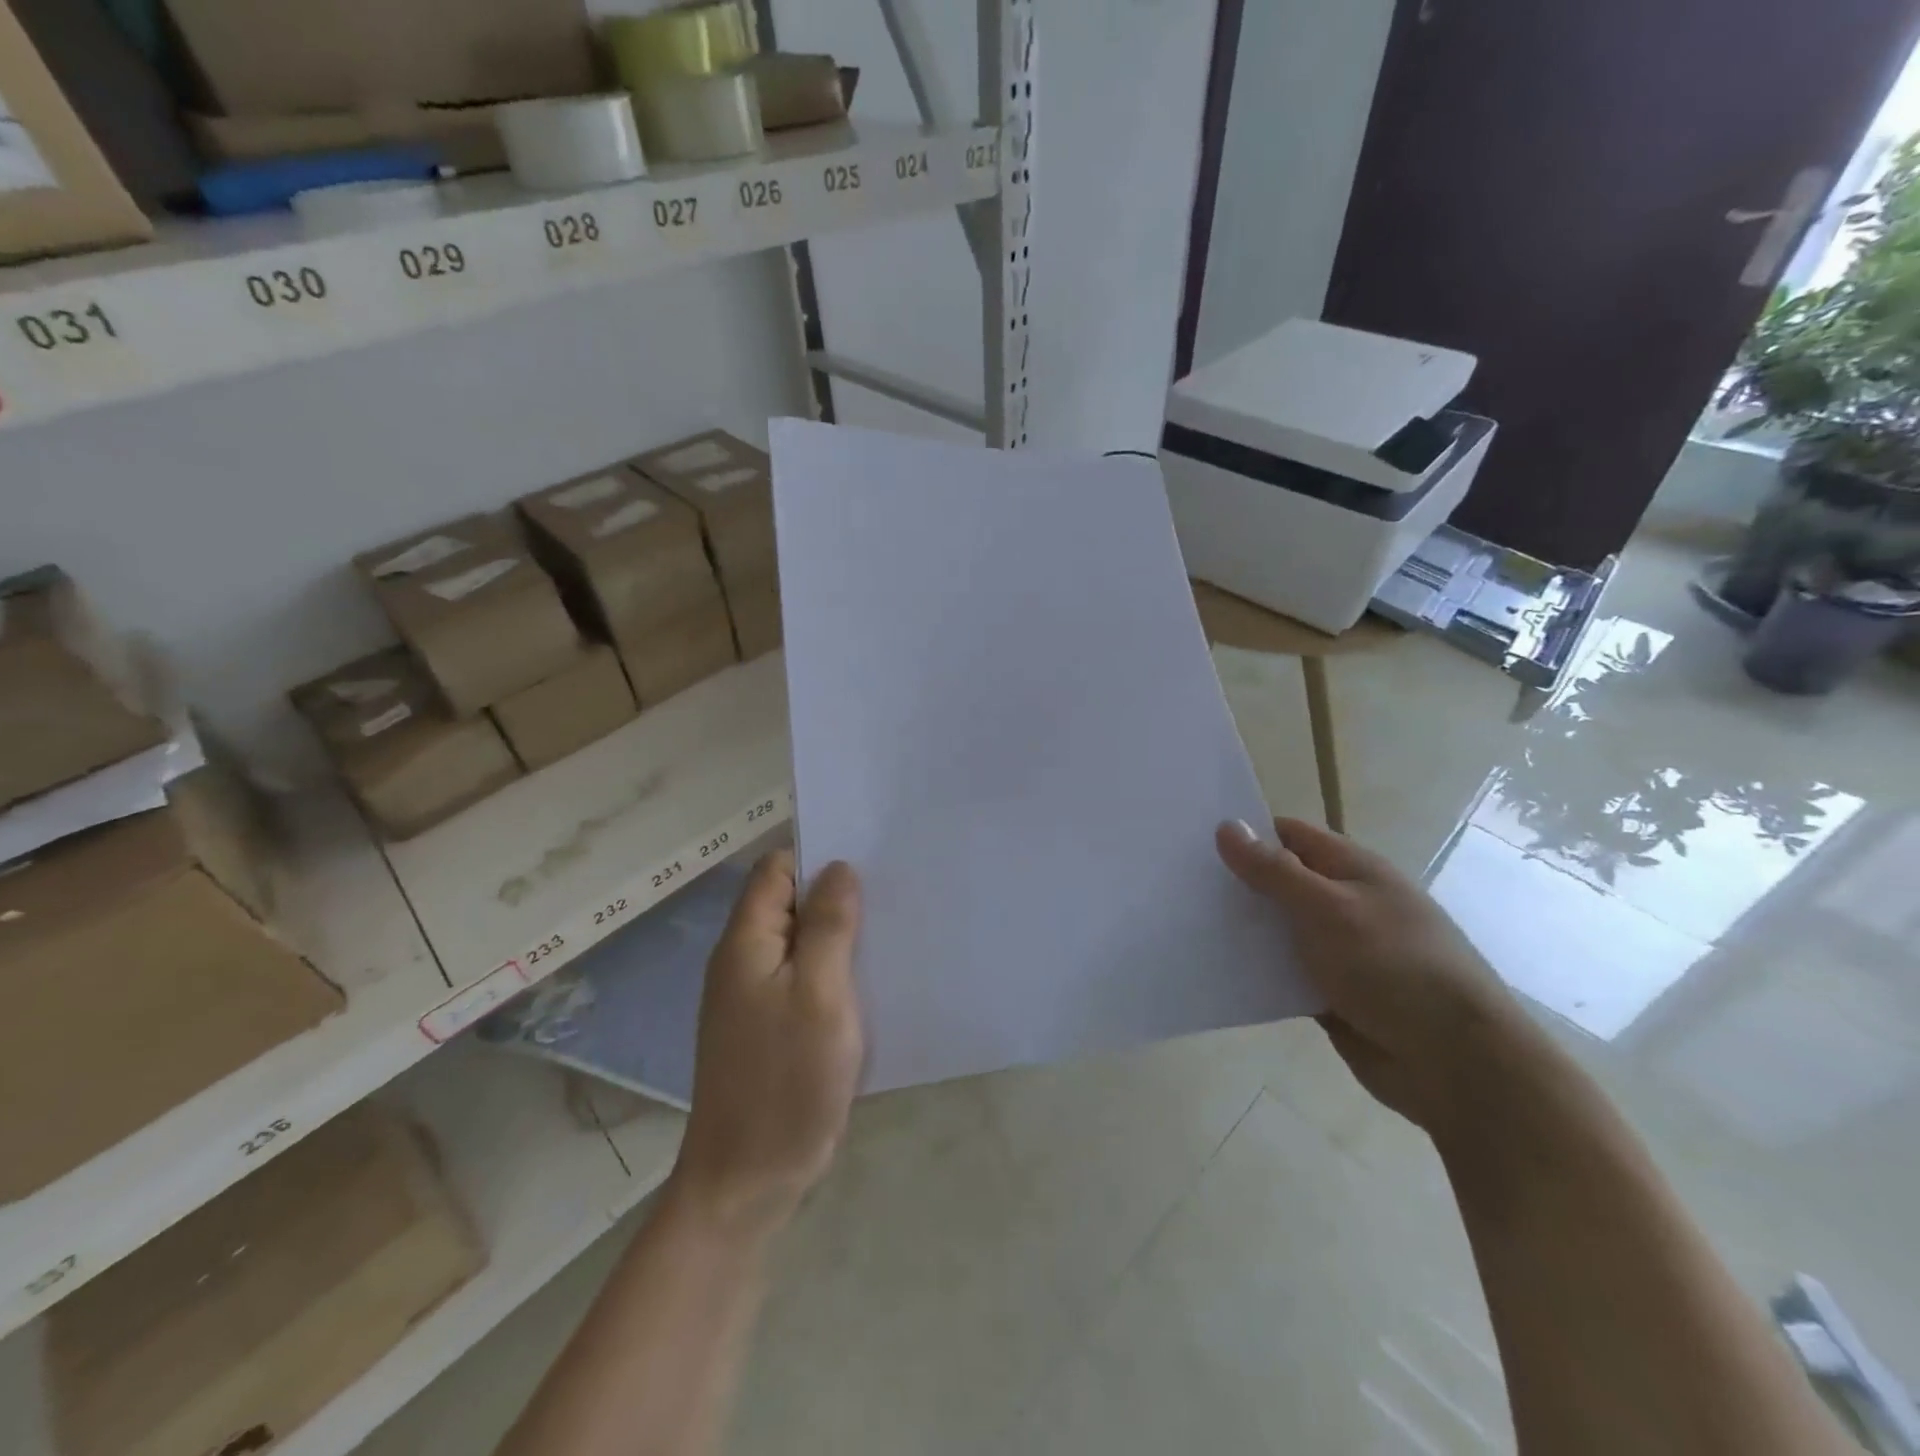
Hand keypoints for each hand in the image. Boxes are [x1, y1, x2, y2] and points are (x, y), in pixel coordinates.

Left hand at [670, 850, 863, 1237]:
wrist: (749, 1180)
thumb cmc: (786, 1081)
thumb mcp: (818, 994)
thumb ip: (827, 926)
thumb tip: (838, 868)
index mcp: (747, 942)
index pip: (777, 871)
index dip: (818, 858)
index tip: (869, 861)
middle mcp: (746, 961)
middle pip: (792, 904)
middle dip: (838, 896)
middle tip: (894, 895)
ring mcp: (759, 996)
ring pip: (804, 943)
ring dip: (842, 936)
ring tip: (895, 931)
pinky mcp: (775, 1027)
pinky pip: (808, 979)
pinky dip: (838, 972)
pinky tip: (875, 980)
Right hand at [1216, 817, 1535, 1136]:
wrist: (1456, 1064)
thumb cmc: (1394, 967)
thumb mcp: (1329, 909)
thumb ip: (1275, 871)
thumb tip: (1228, 826)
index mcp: (1353, 870)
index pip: (1289, 835)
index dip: (1245, 833)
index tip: (1192, 840)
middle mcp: (1344, 903)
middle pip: (1280, 881)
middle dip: (1236, 882)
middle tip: (1176, 882)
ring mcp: (1339, 950)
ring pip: (1278, 929)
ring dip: (1243, 929)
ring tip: (1184, 923)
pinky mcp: (1331, 992)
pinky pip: (1283, 972)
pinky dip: (1256, 970)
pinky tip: (1216, 968)